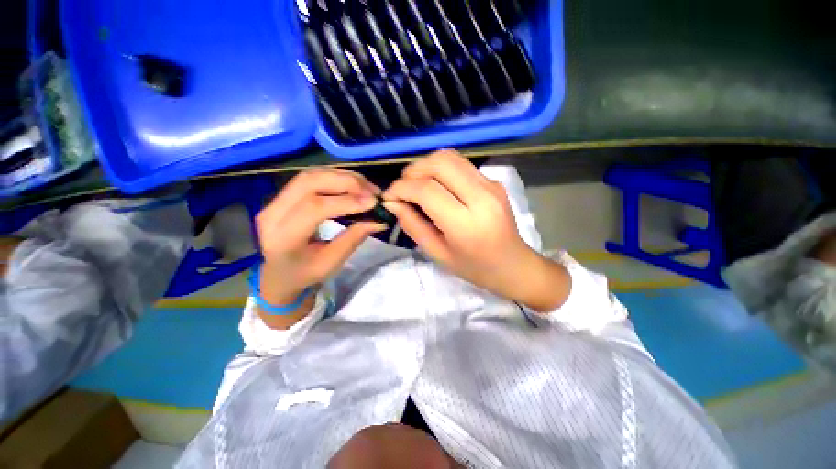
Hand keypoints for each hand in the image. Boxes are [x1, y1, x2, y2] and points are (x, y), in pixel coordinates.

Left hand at [255, 169, 385, 325]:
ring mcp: (275, 200)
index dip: (346, 201)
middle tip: (371, 191)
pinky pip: (311, 177)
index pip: (314, 207)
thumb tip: (380, 220)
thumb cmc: (305, 273)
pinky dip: (335, 176)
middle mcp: (273, 212)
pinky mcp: (283, 195)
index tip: (373, 202)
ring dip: (342, 176)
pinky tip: (352, 184)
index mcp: (282, 237)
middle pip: (309, 182)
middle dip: (345, 182)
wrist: (279, 274)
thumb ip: (354, 238)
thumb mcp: (332, 262)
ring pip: (310, 175)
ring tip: (366, 186)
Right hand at [382, 150, 569, 310]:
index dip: (401, 188)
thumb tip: (392, 203)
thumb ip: (413, 226)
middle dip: (413, 171)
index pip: (426, 190)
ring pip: (450, 157)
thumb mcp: (438, 254)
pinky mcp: (494, 181)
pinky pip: (461, 164)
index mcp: (466, 224)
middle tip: (403, 188)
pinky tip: (436, 185)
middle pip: (439, 163)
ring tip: (416, 184)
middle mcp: (481, 196)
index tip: (389, 196)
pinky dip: (441, 169)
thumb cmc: (475, 268)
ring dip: (426, 165)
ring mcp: (491, 184)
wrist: (514, 265)